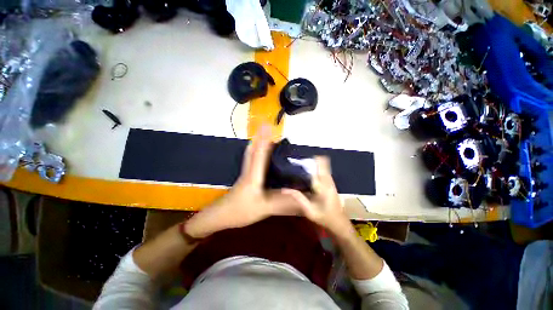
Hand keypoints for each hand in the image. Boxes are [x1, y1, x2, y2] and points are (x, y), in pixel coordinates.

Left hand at [185, 126, 301, 237]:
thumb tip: (297, 196)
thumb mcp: (262, 209)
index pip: (259, 155)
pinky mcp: (244, 177)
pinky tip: (259, 152)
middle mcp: (249, 171)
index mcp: (253, 177)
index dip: (264, 140)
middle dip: (260, 138)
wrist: (218, 217)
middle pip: (254, 150)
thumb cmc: (239, 212)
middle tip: (268, 128)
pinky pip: (250, 160)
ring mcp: (245, 173)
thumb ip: (280, 203)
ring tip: (266, 136)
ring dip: (257, 143)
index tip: (267, 126)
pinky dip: (255, 152)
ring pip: (250, 154)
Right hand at [282, 157, 351, 234]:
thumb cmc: (324, 217)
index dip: (310, 161)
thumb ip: (298, 197)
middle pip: (322, 163)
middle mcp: (328, 181)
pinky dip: (317, 167)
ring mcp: (331, 181)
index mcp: (323, 187)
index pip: (317, 169)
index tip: (300, 158)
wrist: (339, 222)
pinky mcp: (331, 183)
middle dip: (312, 160)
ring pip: (324, 165)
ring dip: (315, 162)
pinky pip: (325, 170)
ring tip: (303, 164)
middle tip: (300, 161)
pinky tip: (309, 171)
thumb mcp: (309, 210)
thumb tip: (284, 189)